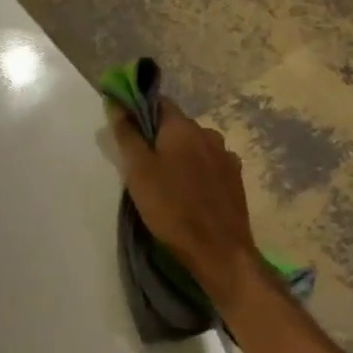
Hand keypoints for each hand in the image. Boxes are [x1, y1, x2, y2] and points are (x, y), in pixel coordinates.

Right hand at [109, 98, 264, 300]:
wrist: (218, 249)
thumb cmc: (171, 207)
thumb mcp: (138, 171)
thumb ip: (127, 135)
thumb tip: (117, 105)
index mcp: (183, 127)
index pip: (160, 103)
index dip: (141, 113)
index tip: (128, 132)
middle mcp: (208, 134)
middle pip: (178, 127)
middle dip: (160, 139)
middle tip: (143, 166)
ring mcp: (226, 156)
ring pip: (196, 147)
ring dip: (181, 156)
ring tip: (167, 183)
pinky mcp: (236, 179)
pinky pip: (210, 166)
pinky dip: (198, 173)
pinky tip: (191, 193)